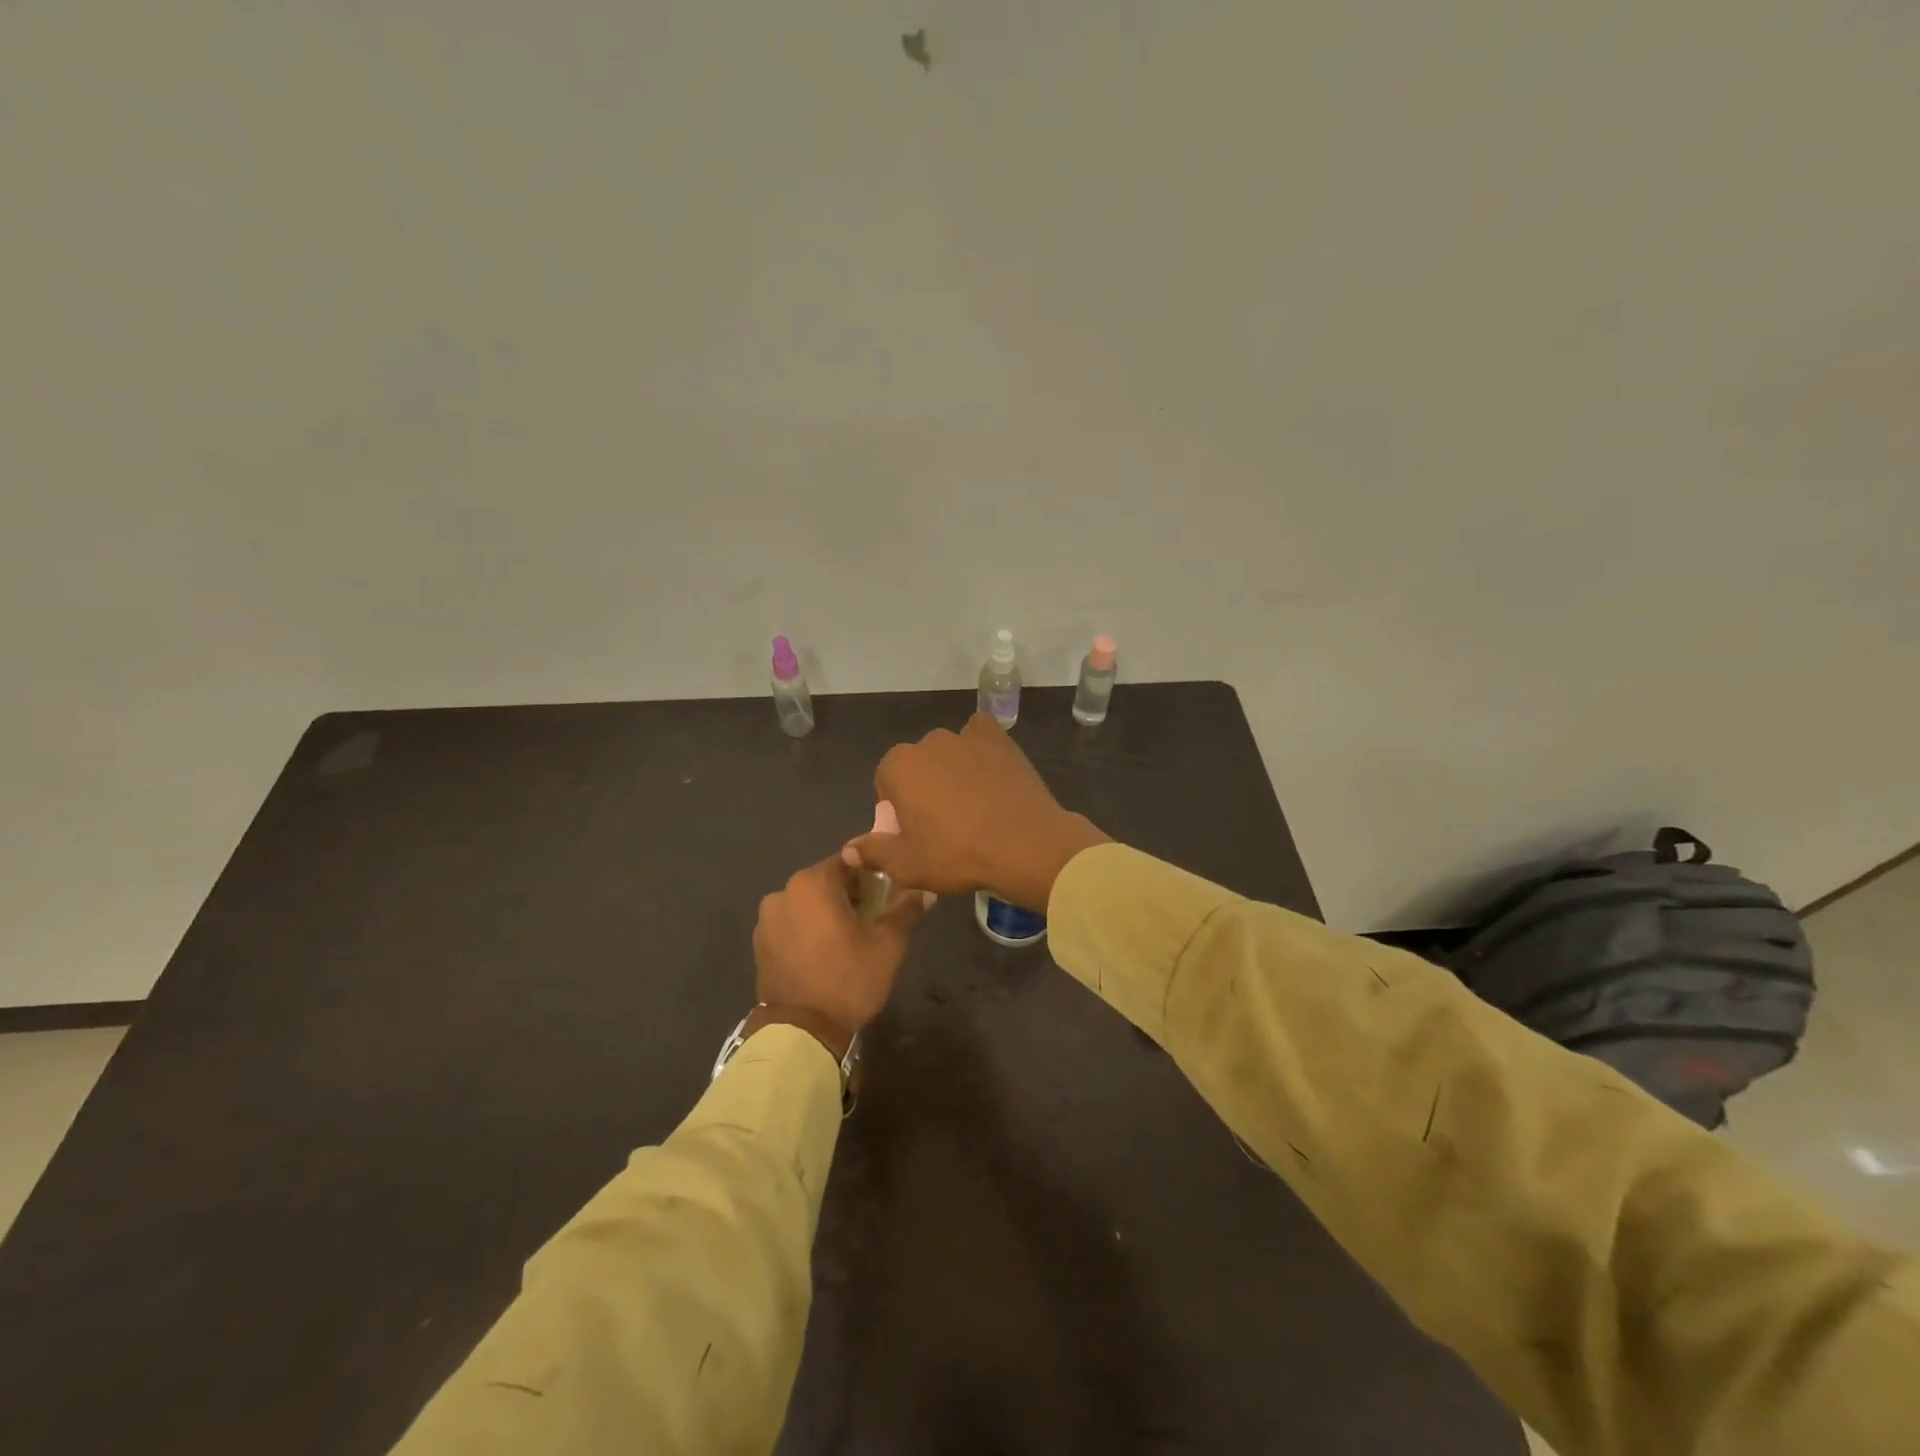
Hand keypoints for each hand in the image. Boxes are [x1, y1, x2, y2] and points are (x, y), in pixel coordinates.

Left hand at [751, 855, 931, 1057]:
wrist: (801, 1032)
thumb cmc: (848, 979)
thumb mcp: (888, 944)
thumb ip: (906, 909)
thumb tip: (924, 889)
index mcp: (812, 882)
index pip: (850, 862)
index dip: (872, 876)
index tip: (887, 896)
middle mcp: (783, 892)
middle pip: (826, 882)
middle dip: (849, 896)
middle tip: (872, 920)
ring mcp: (766, 920)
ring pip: (807, 904)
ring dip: (827, 914)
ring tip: (847, 941)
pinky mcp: (760, 945)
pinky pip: (792, 925)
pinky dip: (808, 931)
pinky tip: (824, 954)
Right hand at [847, 713, 1109, 911]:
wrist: (1025, 845)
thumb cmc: (957, 855)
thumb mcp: (907, 865)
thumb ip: (873, 852)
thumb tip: (849, 849)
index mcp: (899, 766)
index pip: (886, 782)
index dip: (897, 809)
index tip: (914, 833)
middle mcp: (929, 742)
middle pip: (917, 765)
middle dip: (923, 787)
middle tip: (943, 824)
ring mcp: (966, 737)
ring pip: (948, 753)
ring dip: (952, 771)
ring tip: (972, 806)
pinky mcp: (999, 740)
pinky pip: (981, 736)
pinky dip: (980, 749)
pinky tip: (990, 773)